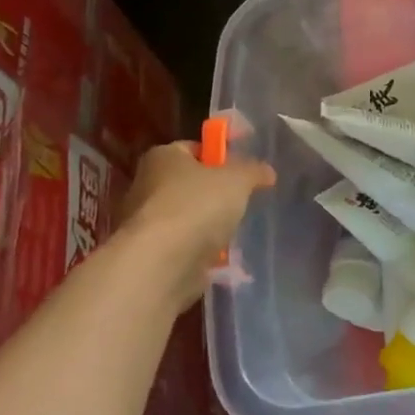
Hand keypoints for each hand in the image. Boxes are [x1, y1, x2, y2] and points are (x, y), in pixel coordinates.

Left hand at [109, 141, 275, 313]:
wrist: (161, 265)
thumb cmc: (197, 206)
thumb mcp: (238, 179)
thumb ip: (254, 171)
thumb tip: (267, 171)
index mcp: (163, 158)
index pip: (195, 148)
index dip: (221, 155)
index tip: (244, 169)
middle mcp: (148, 186)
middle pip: (191, 184)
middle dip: (217, 193)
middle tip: (244, 200)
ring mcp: (147, 224)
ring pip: (189, 218)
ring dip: (211, 225)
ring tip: (237, 231)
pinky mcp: (152, 256)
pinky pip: (186, 248)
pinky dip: (203, 252)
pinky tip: (224, 257)